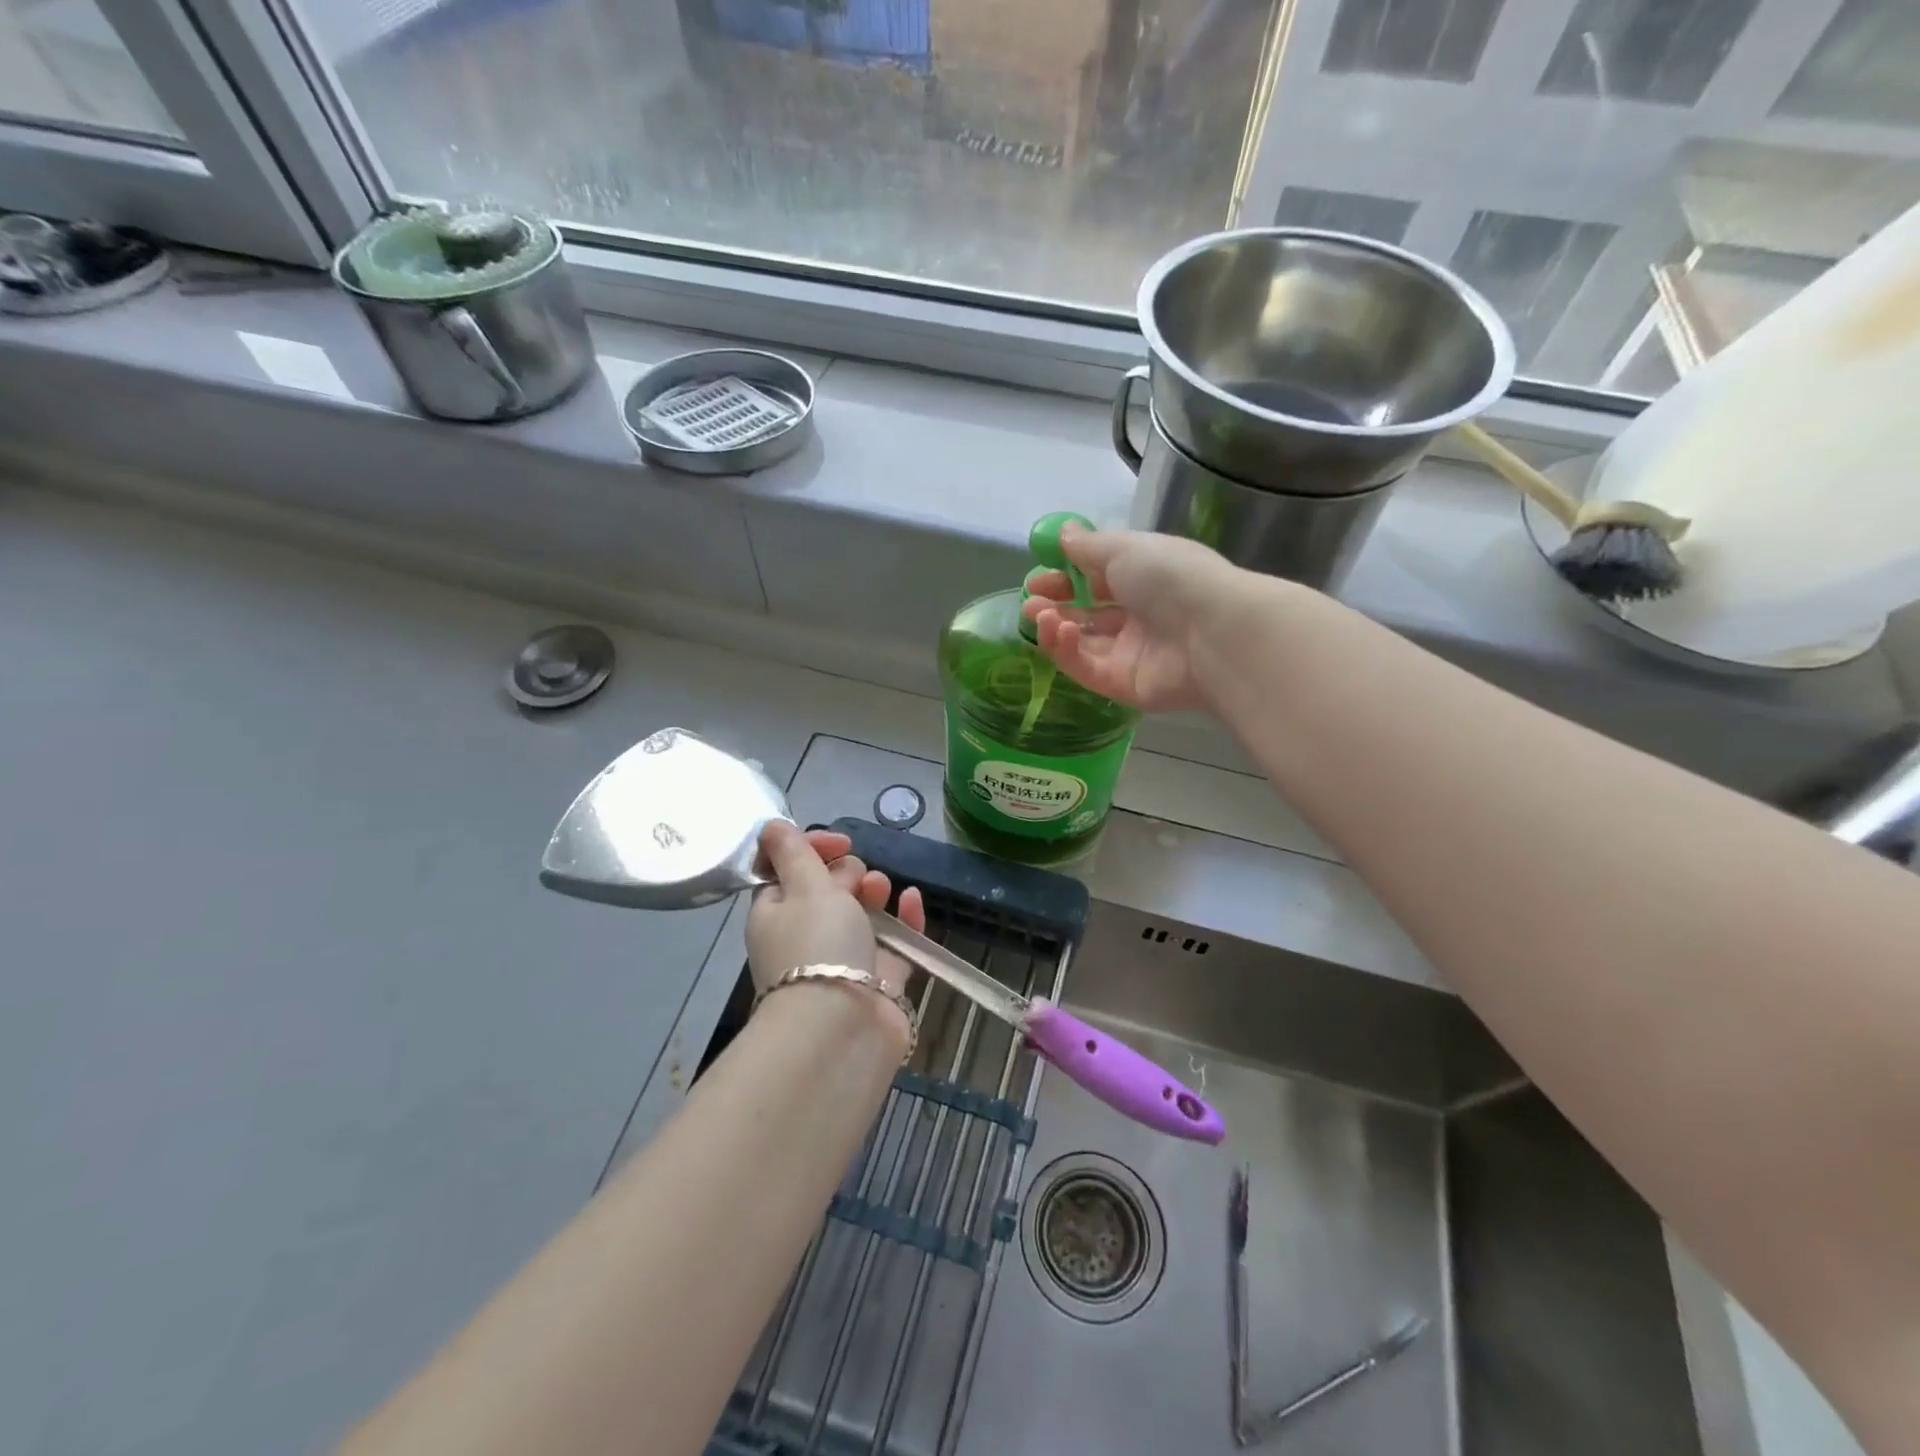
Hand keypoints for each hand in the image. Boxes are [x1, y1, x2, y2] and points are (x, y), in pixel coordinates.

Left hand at [746, 821, 923, 1003]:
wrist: (843, 1028)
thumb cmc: (816, 945)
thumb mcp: (804, 888)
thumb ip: (794, 853)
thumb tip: (769, 825)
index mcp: (776, 912)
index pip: (790, 868)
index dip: (814, 848)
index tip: (839, 842)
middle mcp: (806, 934)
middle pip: (829, 888)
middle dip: (847, 873)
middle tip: (854, 882)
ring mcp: (844, 957)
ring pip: (862, 911)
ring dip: (874, 891)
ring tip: (881, 889)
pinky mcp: (879, 977)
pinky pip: (894, 939)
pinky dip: (904, 917)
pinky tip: (913, 899)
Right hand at [1020, 524, 1250, 711]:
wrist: (1212, 632)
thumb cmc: (1171, 577)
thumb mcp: (1125, 548)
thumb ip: (1088, 545)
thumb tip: (1063, 533)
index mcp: (1144, 578)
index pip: (1096, 580)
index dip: (1065, 578)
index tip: (1037, 576)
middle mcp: (1138, 616)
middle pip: (1086, 614)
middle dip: (1054, 606)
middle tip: (1030, 602)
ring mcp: (1130, 654)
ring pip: (1082, 644)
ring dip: (1054, 627)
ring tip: (1037, 615)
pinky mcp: (1123, 686)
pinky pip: (1086, 669)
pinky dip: (1065, 651)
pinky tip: (1056, 631)